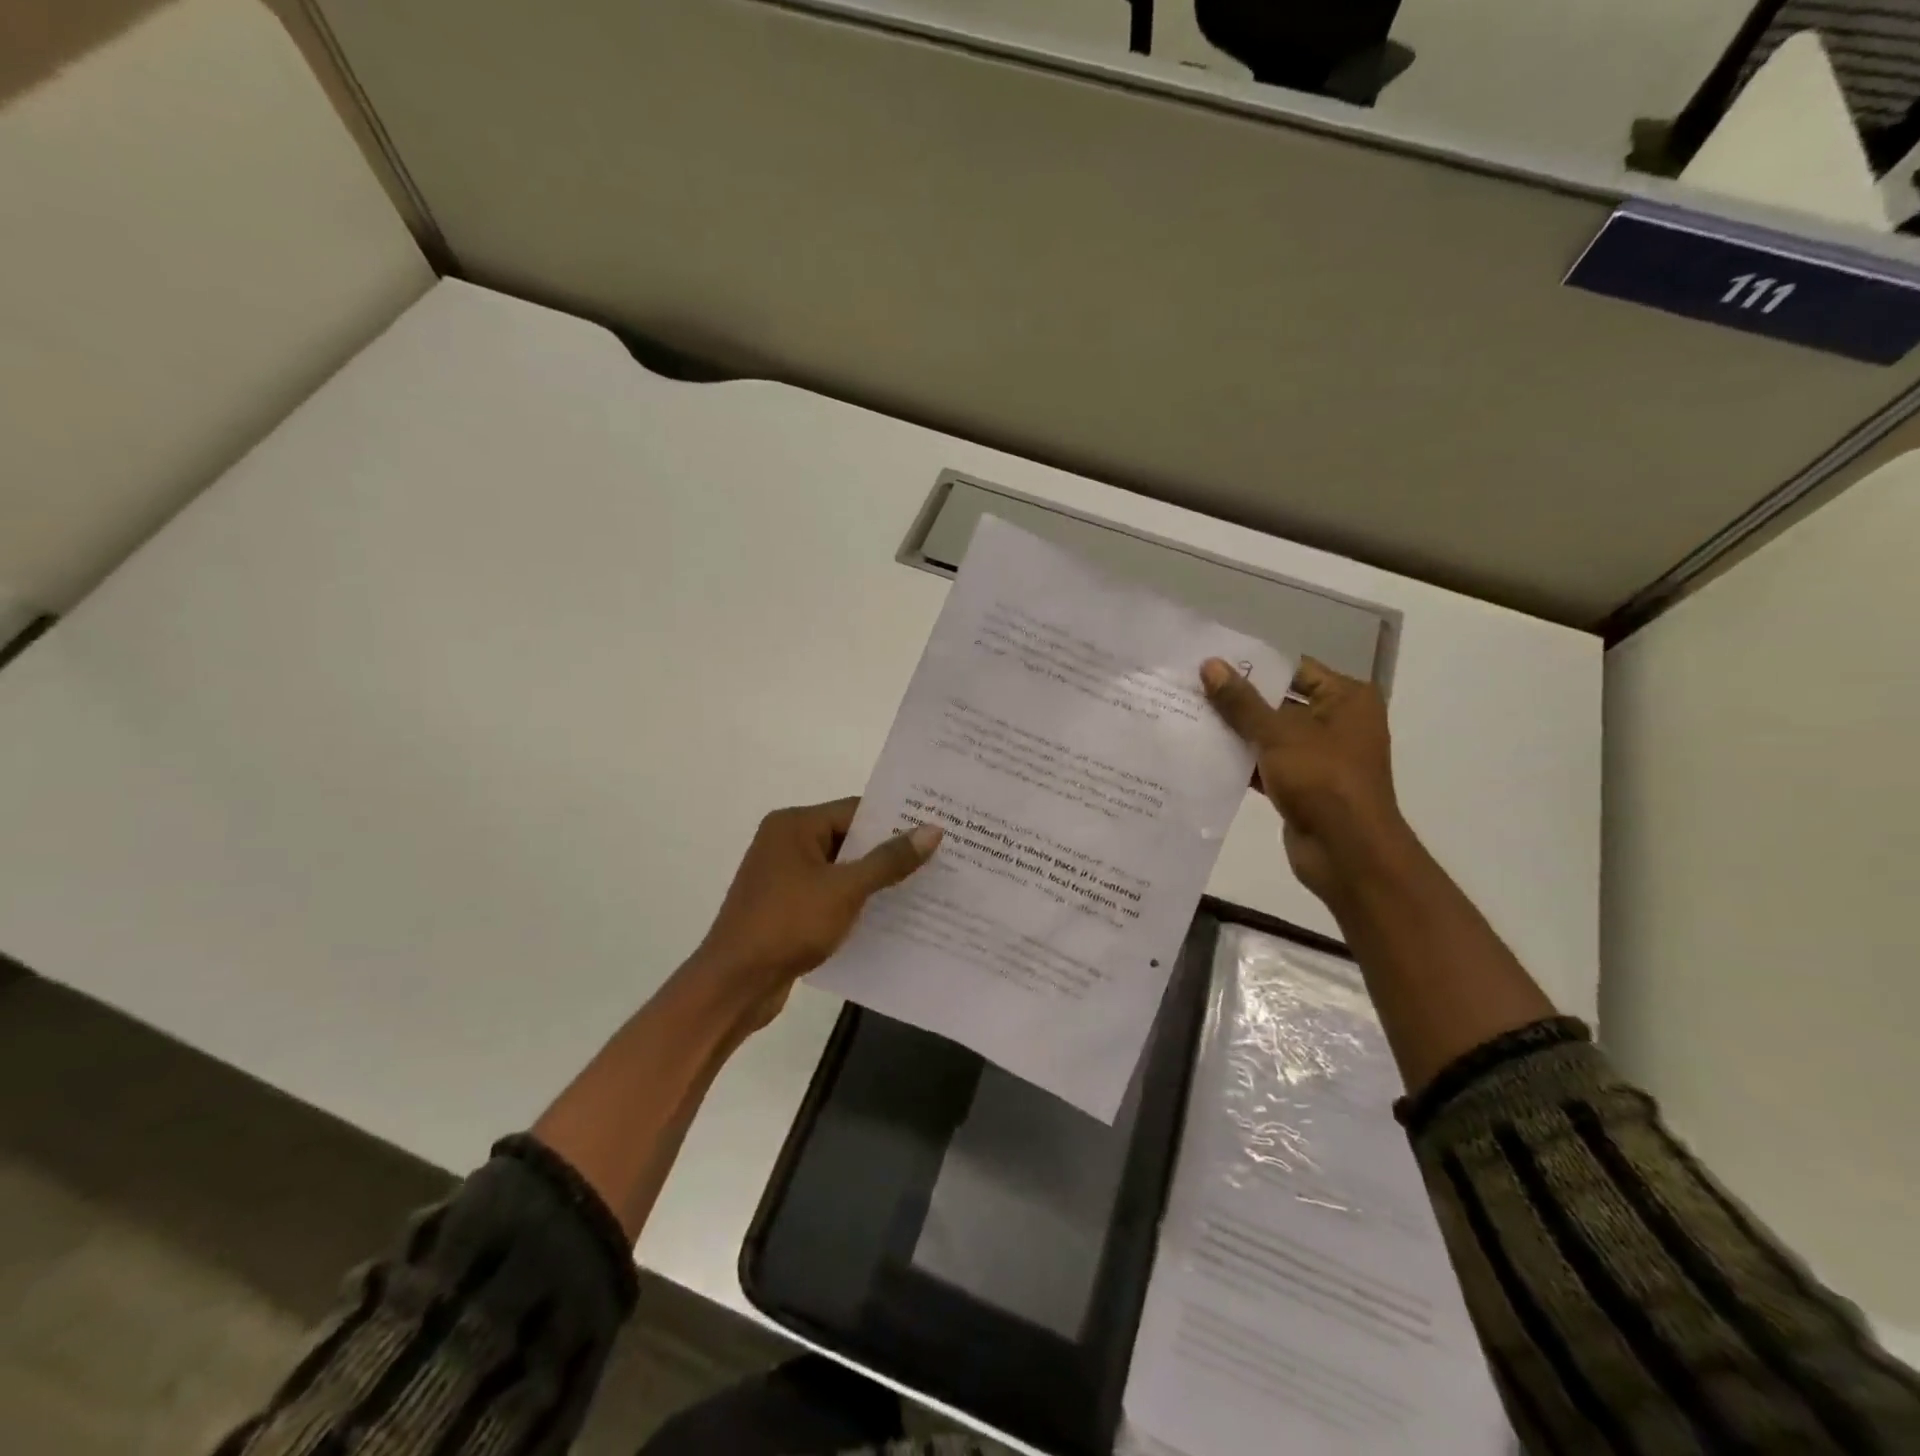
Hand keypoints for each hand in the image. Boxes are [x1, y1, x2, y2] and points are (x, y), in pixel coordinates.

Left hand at [687, 798, 941, 1032]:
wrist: (734, 985)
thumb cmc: (788, 925)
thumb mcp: (845, 889)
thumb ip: (889, 860)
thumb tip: (933, 830)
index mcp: (794, 826)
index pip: (856, 810)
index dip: (896, 820)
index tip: (936, 829)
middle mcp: (786, 843)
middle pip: (849, 838)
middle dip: (890, 851)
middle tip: (939, 857)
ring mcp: (784, 876)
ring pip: (841, 869)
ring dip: (875, 879)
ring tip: (924, 886)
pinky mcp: (786, 907)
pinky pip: (830, 894)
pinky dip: (856, 901)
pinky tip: (890, 915)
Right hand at [1200, 656, 1410, 904]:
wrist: (1347, 852)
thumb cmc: (1322, 780)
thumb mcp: (1278, 734)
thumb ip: (1241, 702)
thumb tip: (1209, 665)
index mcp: (1346, 699)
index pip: (1294, 669)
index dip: (1253, 665)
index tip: (1210, 661)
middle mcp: (1337, 722)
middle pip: (1279, 701)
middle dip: (1238, 699)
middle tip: (1191, 688)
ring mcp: (1319, 757)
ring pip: (1269, 735)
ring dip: (1235, 731)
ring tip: (1188, 716)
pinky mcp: (1302, 785)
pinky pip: (1266, 764)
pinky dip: (1241, 760)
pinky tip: (1202, 753)